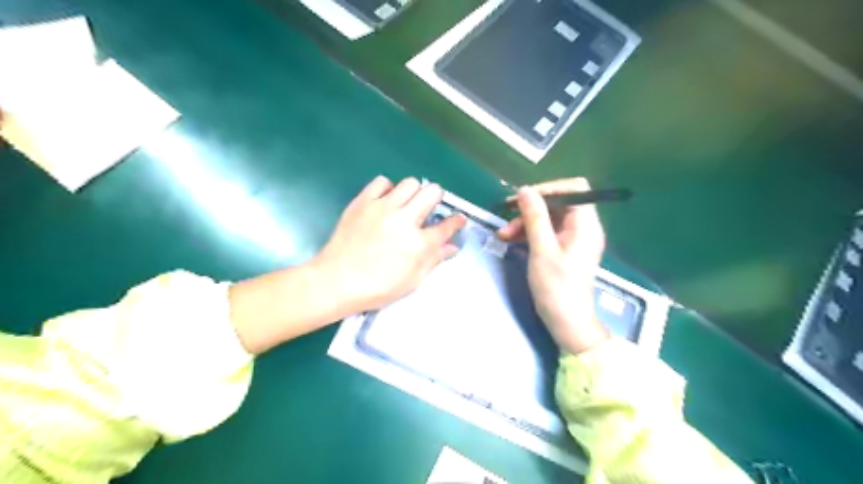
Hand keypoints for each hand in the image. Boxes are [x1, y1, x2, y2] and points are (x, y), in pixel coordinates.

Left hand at [314, 176, 468, 312]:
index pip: (446, 226)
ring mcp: (383, 207)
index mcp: (419, 243)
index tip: (458, 218)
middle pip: (431, 192)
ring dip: (413, 192)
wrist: (336, 281)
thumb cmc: (376, 287)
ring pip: (410, 183)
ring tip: (406, 204)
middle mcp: (405, 220)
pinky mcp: (363, 201)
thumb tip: (452, 247)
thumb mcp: (412, 281)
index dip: (456, 221)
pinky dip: (388, 188)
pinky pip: (382, 181)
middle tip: (428, 208)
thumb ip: (434, 260)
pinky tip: (385, 201)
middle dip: (436, 198)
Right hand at [496, 179, 608, 352]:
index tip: (523, 199)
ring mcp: (574, 238)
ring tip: (503, 235)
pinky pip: (547, 232)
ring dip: (525, 222)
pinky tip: (511, 240)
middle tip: (506, 219)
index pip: (574, 188)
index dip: (548, 188)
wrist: (566, 321)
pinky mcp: (565, 249)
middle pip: (558, 203)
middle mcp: (583, 227)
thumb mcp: (542, 249)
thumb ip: (535, 217)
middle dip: (530, 209)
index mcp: (585, 224)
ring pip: (549, 218)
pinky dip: (529, 233)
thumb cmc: (556, 287)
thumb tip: (525, 190)